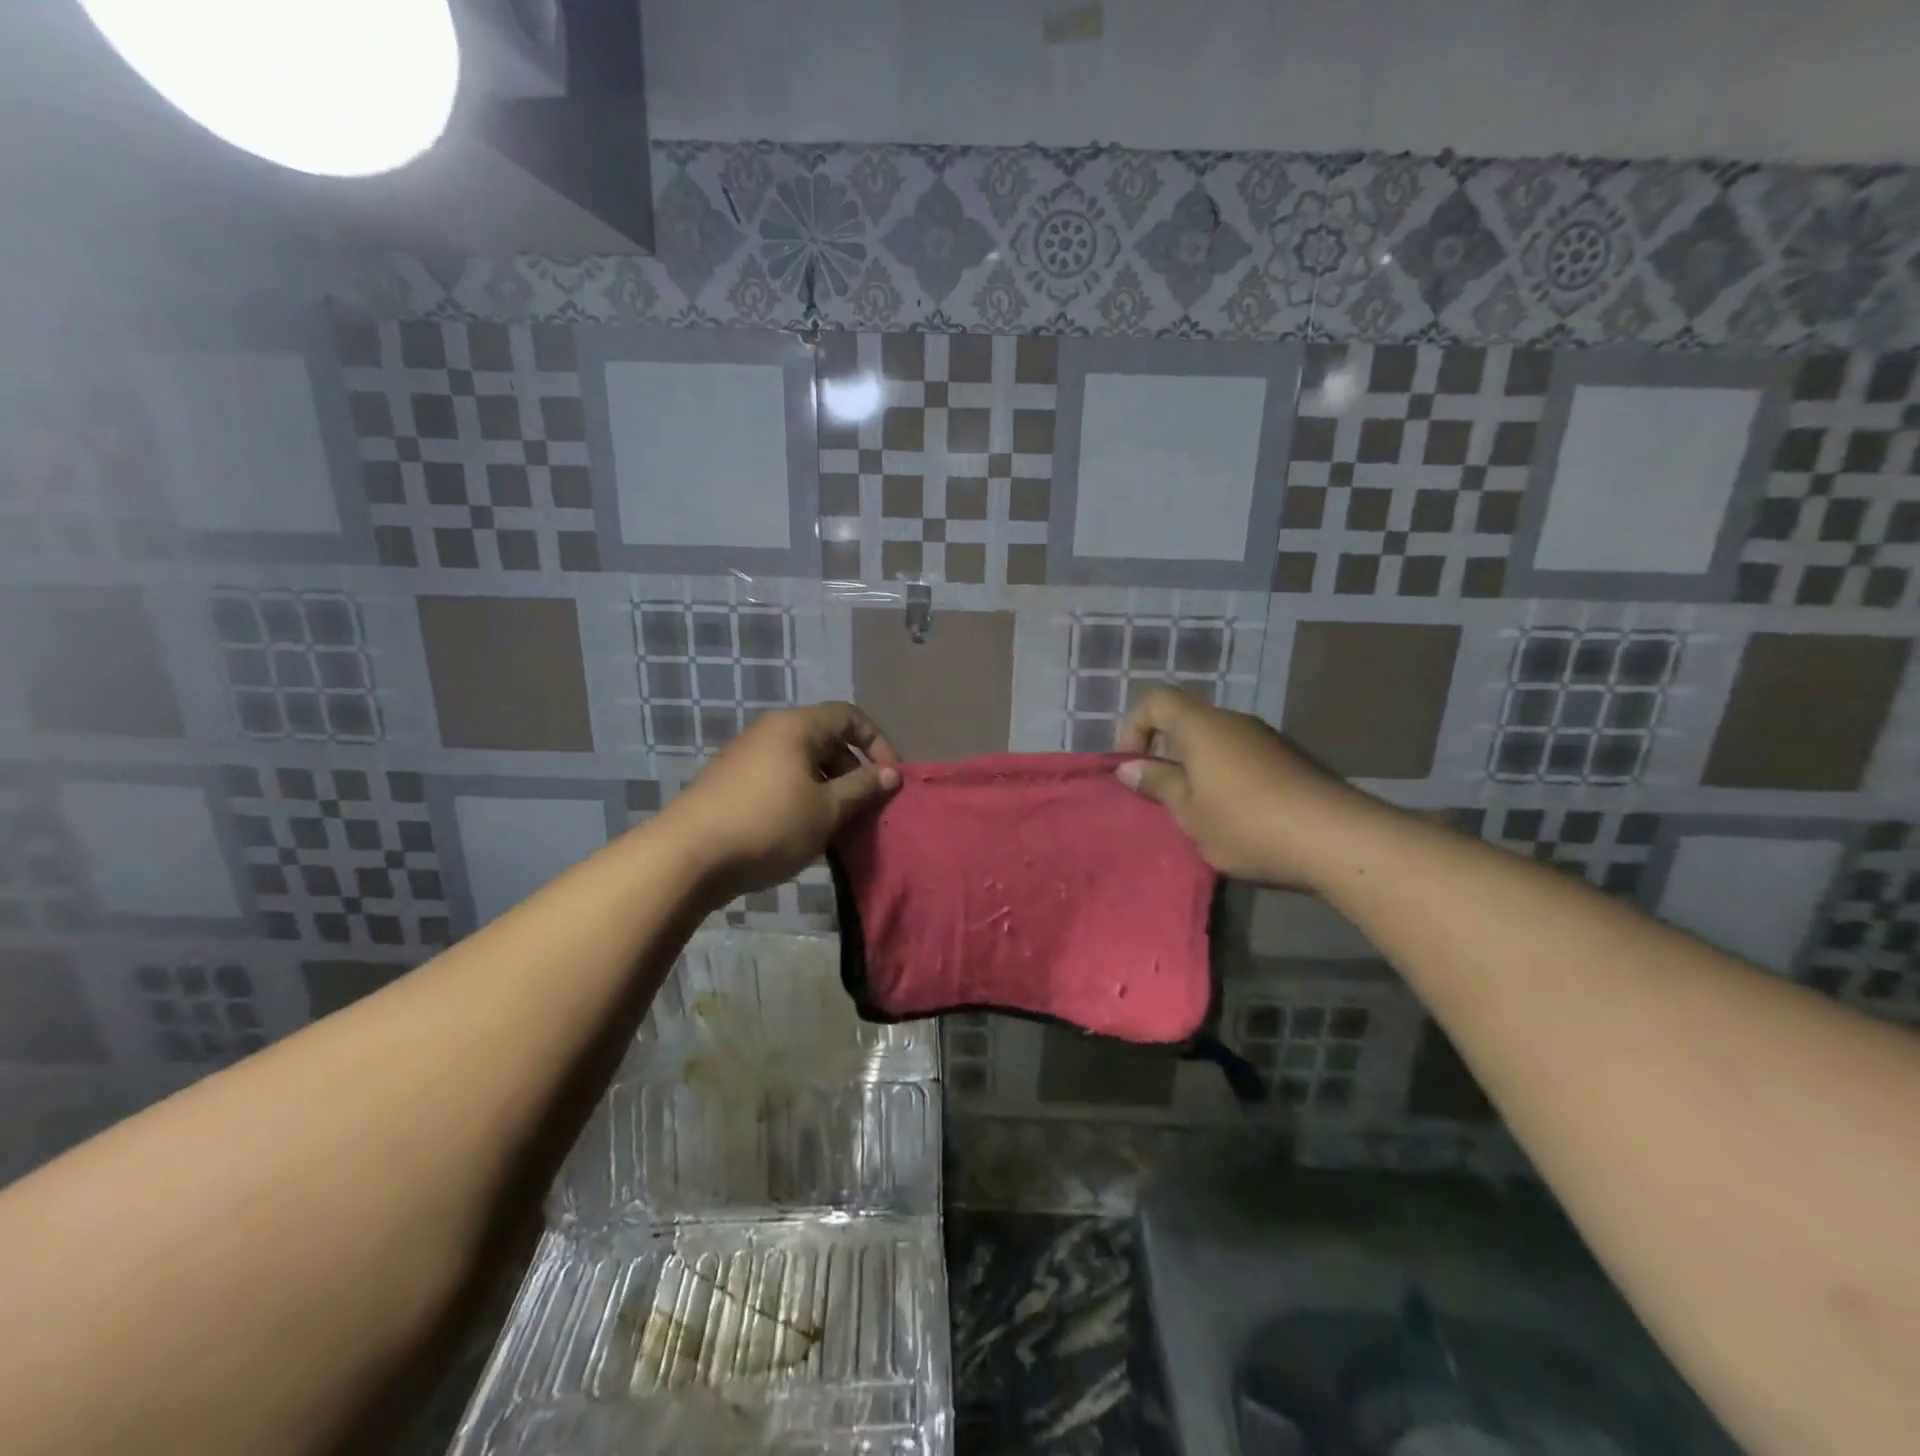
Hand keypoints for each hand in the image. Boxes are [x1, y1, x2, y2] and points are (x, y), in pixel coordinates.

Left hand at [661, 702, 900, 902]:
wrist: (688, 856)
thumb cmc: (770, 825)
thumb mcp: (827, 810)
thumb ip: (863, 788)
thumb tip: (891, 774)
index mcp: (796, 726)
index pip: (849, 716)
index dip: (877, 742)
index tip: (890, 778)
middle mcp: (769, 731)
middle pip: (825, 738)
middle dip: (852, 769)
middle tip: (865, 806)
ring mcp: (745, 756)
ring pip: (801, 762)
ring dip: (828, 787)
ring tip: (837, 824)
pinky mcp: (730, 782)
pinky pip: (779, 779)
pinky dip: (801, 796)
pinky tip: (803, 831)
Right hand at [1114, 686, 1361, 886]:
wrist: (1336, 838)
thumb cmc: (1246, 822)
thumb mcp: (1189, 811)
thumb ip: (1157, 784)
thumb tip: (1128, 767)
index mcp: (1201, 726)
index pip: (1156, 701)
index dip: (1135, 727)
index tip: (1133, 766)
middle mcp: (1233, 722)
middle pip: (1188, 722)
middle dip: (1167, 755)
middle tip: (1163, 798)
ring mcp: (1266, 739)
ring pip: (1217, 744)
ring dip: (1199, 771)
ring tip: (1200, 815)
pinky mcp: (1291, 761)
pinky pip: (1243, 760)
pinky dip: (1227, 779)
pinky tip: (1238, 819)